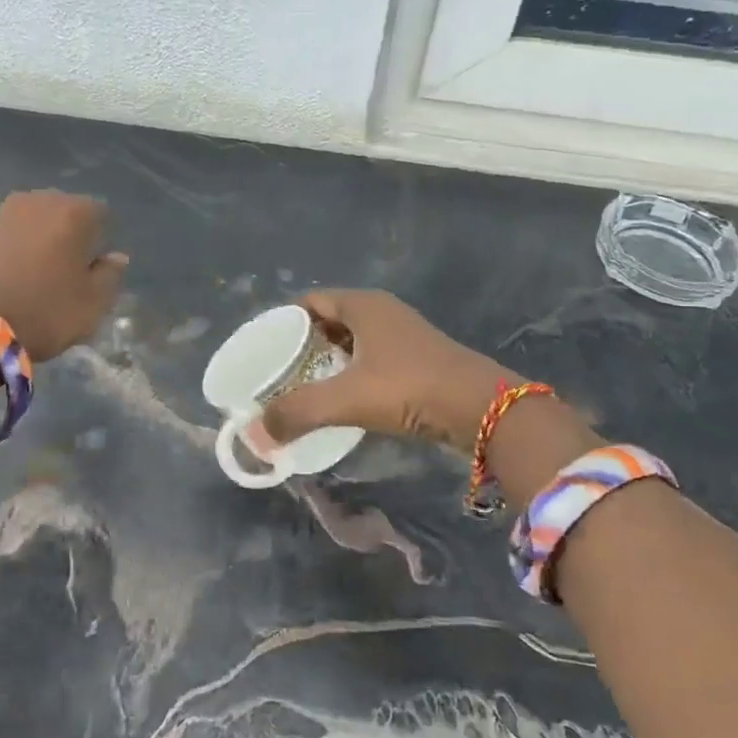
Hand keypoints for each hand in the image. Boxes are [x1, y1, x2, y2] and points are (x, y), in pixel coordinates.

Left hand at [0, 192, 128, 360]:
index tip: (94, 268)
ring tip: (34, 278)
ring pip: (29, 224)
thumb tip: (116, 257)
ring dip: (35, 243)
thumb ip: (110, 274)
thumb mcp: (94, 303)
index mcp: (72, 212)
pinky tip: (6, 283)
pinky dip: (8, 254)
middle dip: (67, 235)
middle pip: (61, 213)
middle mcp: (35, 202)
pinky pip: (1, 240)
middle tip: (66, 271)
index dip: (100, 240)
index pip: (100, 213)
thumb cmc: (45, 311)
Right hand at [261, 290, 521, 450]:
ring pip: (351, 342)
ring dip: (327, 363)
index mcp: (363, 305)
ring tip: (302, 390)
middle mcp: (382, 312)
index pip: (308, 302)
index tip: (263, 351)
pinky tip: (342, 401)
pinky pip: (370, 360)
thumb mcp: (347, 398)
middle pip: (328, 322)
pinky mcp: (417, 360)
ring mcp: (403, 335)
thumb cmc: (410, 388)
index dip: (282, 324)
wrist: (484, 410)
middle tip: (277, 376)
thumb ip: (298, 412)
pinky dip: (351, 375)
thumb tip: (254, 434)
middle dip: (302, 347)